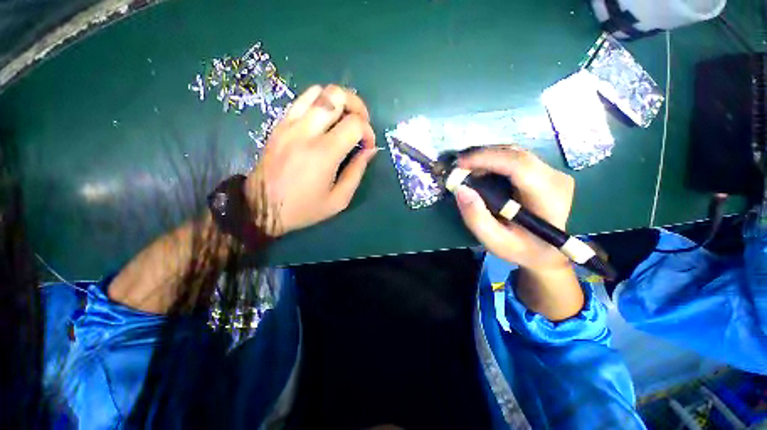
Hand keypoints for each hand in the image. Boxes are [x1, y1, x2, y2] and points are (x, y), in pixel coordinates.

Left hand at [245, 85, 377, 235]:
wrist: (261, 208)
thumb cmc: (304, 208)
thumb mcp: (338, 200)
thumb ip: (357, 172)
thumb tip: (369, 150)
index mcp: (323, 153)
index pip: (355, 124)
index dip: (369, 132)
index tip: (368, 147)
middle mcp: (305, 131)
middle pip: (336, 95)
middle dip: (357, 106)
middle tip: (361, 123)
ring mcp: (289, 124)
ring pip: (318, 91)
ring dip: (338, 101)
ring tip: (344, 120)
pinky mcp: (279, 124)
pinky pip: (302, 101)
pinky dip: (320, 104)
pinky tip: (324, 123)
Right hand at [454, 146, 574, 271]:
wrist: (546, 252)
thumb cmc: (521, 249)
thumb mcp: (494, 241)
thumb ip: (476, 218)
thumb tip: (460, 189)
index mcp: (548, 196)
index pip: (519, 165)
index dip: (487, 158)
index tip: (460, 163)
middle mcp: (555, 177)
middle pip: (515, 155)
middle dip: (483, 156)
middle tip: (458, 167)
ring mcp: (552, 172)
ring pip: (514, 153)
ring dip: (487, 158)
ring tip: (466, 169)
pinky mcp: (544, 172)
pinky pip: (515, 158)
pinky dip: (494, 161)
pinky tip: (480, 171)